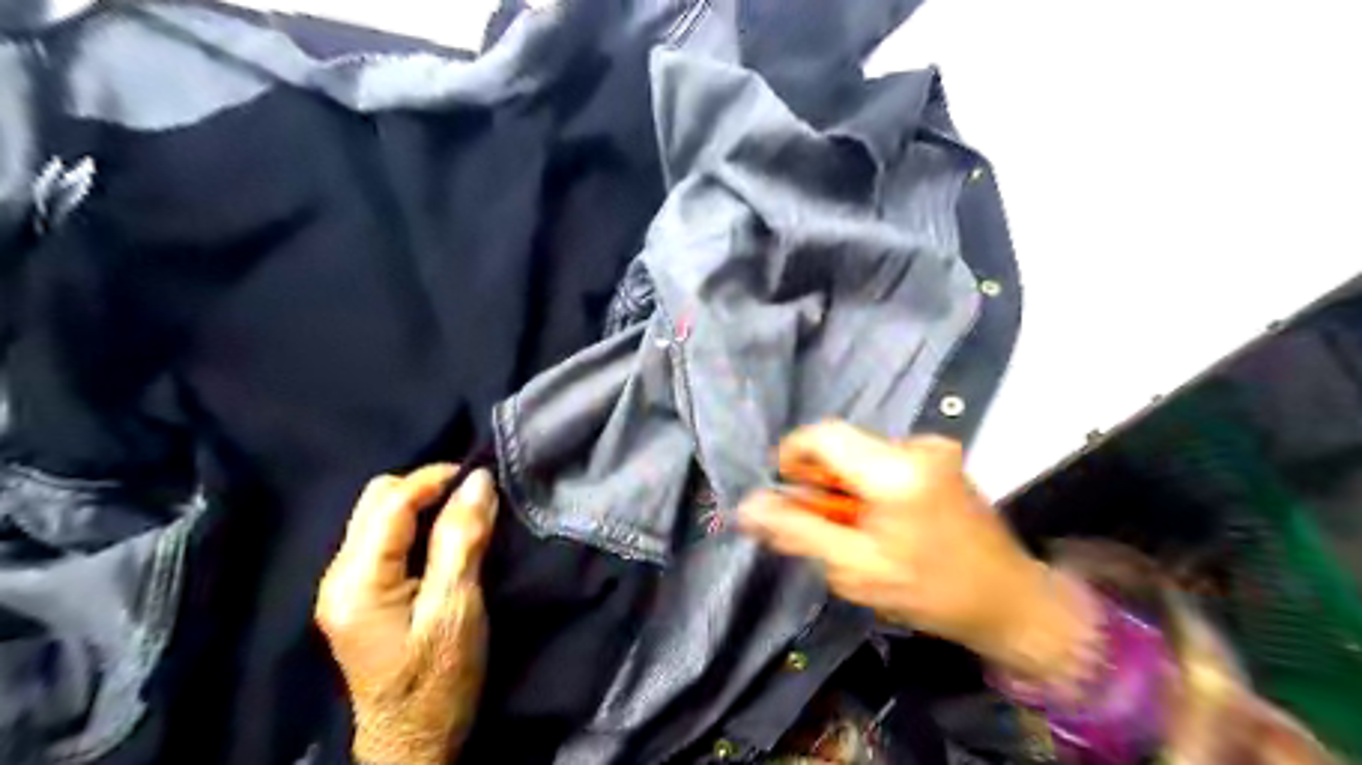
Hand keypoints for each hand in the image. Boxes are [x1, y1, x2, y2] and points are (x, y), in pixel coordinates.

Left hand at [316, 464, 498, 764]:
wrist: (414, 741)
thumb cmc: (438, 678)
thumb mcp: (456, 607)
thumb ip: (463, 539)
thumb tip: (478, 481)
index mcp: (357, 580)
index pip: (390, 502)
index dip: (435, 478)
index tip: (480, 474)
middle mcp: (338, 575)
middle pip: (376, 501)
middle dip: (425, 487)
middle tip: (473, 496)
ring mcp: (344, 586)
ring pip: (379, 516)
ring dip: (422, 505)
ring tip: (464, 512)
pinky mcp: (359, 595)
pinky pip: (385, 538)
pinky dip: (417, 525)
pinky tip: (444, 537)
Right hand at [735, 421, 1094, 683]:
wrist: (1011, 601)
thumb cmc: (931, 592)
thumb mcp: (855, 569)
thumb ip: (798, 532)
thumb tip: (748, 506)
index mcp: (894, 470)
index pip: (822, 434)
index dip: (791, 455)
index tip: (786, 493)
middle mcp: (915, 445)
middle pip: (841, 445)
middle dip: (819, 480)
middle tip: (821, 523)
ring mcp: (933, 449)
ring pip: (861, 453)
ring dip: (843, 485)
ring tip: (853, 528)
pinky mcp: (941, 458)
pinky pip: (884, 460)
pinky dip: (868, 485)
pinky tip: (880, 520)